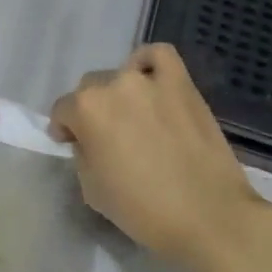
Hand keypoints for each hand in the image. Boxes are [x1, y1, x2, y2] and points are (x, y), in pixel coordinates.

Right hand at [50, 44, 271, 271]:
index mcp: (86, 110)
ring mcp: (150, 79)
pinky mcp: (182, 82)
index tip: (73, 145)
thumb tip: (88, 141)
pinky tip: (151, 82)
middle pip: (91, 89)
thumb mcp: (92, 190)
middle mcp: (114, 85)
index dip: (64, 130)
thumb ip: (83, 155)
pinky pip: (159, 56)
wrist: (208, 215)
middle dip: (91, 112)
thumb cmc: (143, 210)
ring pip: (121, 75)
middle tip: (107, 138)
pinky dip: (149, 64)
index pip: (62, 111)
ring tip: (133, 116)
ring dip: (120, 94)